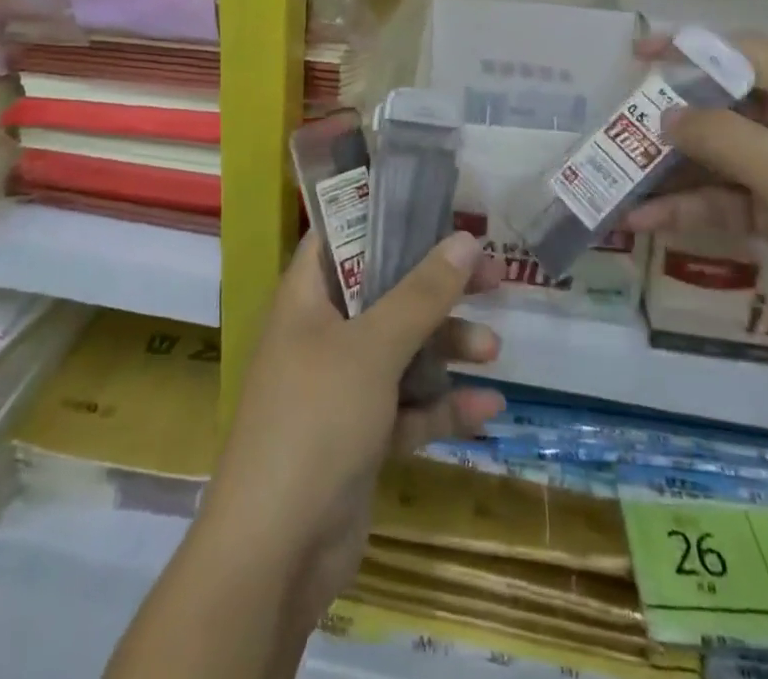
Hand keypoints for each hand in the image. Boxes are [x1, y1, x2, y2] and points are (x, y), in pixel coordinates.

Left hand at [200, 231, 505, 633]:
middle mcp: (322, 333)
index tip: (440, 212)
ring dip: (446, 347)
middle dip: (438, 286)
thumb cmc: (316, 421)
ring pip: (402, 349)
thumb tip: (465, 238)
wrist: (274, 554)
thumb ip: (421, 293)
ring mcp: (340, 387)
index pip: (343, 235)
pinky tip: (486, 409)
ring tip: (492, 350)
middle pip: (386, 291)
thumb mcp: (372, 348)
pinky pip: (407, 406)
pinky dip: (442, 406)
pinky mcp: (360, 436)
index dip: (388, 218)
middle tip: (493, 275)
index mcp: (307, 297)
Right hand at [625, 34, 767, 376]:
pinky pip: (735, 204)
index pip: (745, 52)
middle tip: (619, 131)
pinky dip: (694, 210)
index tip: (640, 57)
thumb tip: (668, 115)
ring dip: (674, 173)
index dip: (691, 47)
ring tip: (617, 184)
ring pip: (725, 161)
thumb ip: (721, 137)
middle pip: (727, 110)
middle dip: (673, 120)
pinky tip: (647, 222)